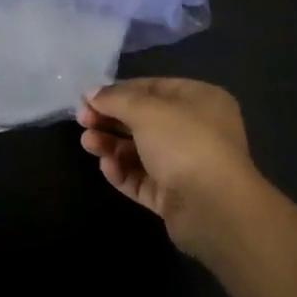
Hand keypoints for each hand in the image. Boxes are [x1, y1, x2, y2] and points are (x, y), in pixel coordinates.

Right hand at [78, 78, 260, 256]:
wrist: (214, 208)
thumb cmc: (184, 143)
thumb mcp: (145, 110)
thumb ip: (115, 99)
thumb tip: (91, 92)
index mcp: (200, 100)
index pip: (152, 88)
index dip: (119, 91)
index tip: (88, 97)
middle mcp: (196, 129)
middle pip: (144, 120)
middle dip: (111, 119)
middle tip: (82, 120)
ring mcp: (186, 165)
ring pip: (140, 151)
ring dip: (111, 145)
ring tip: (88, 143)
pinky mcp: (175, 196)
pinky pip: (143, 178)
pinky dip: (123, 171)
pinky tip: (107, 167)